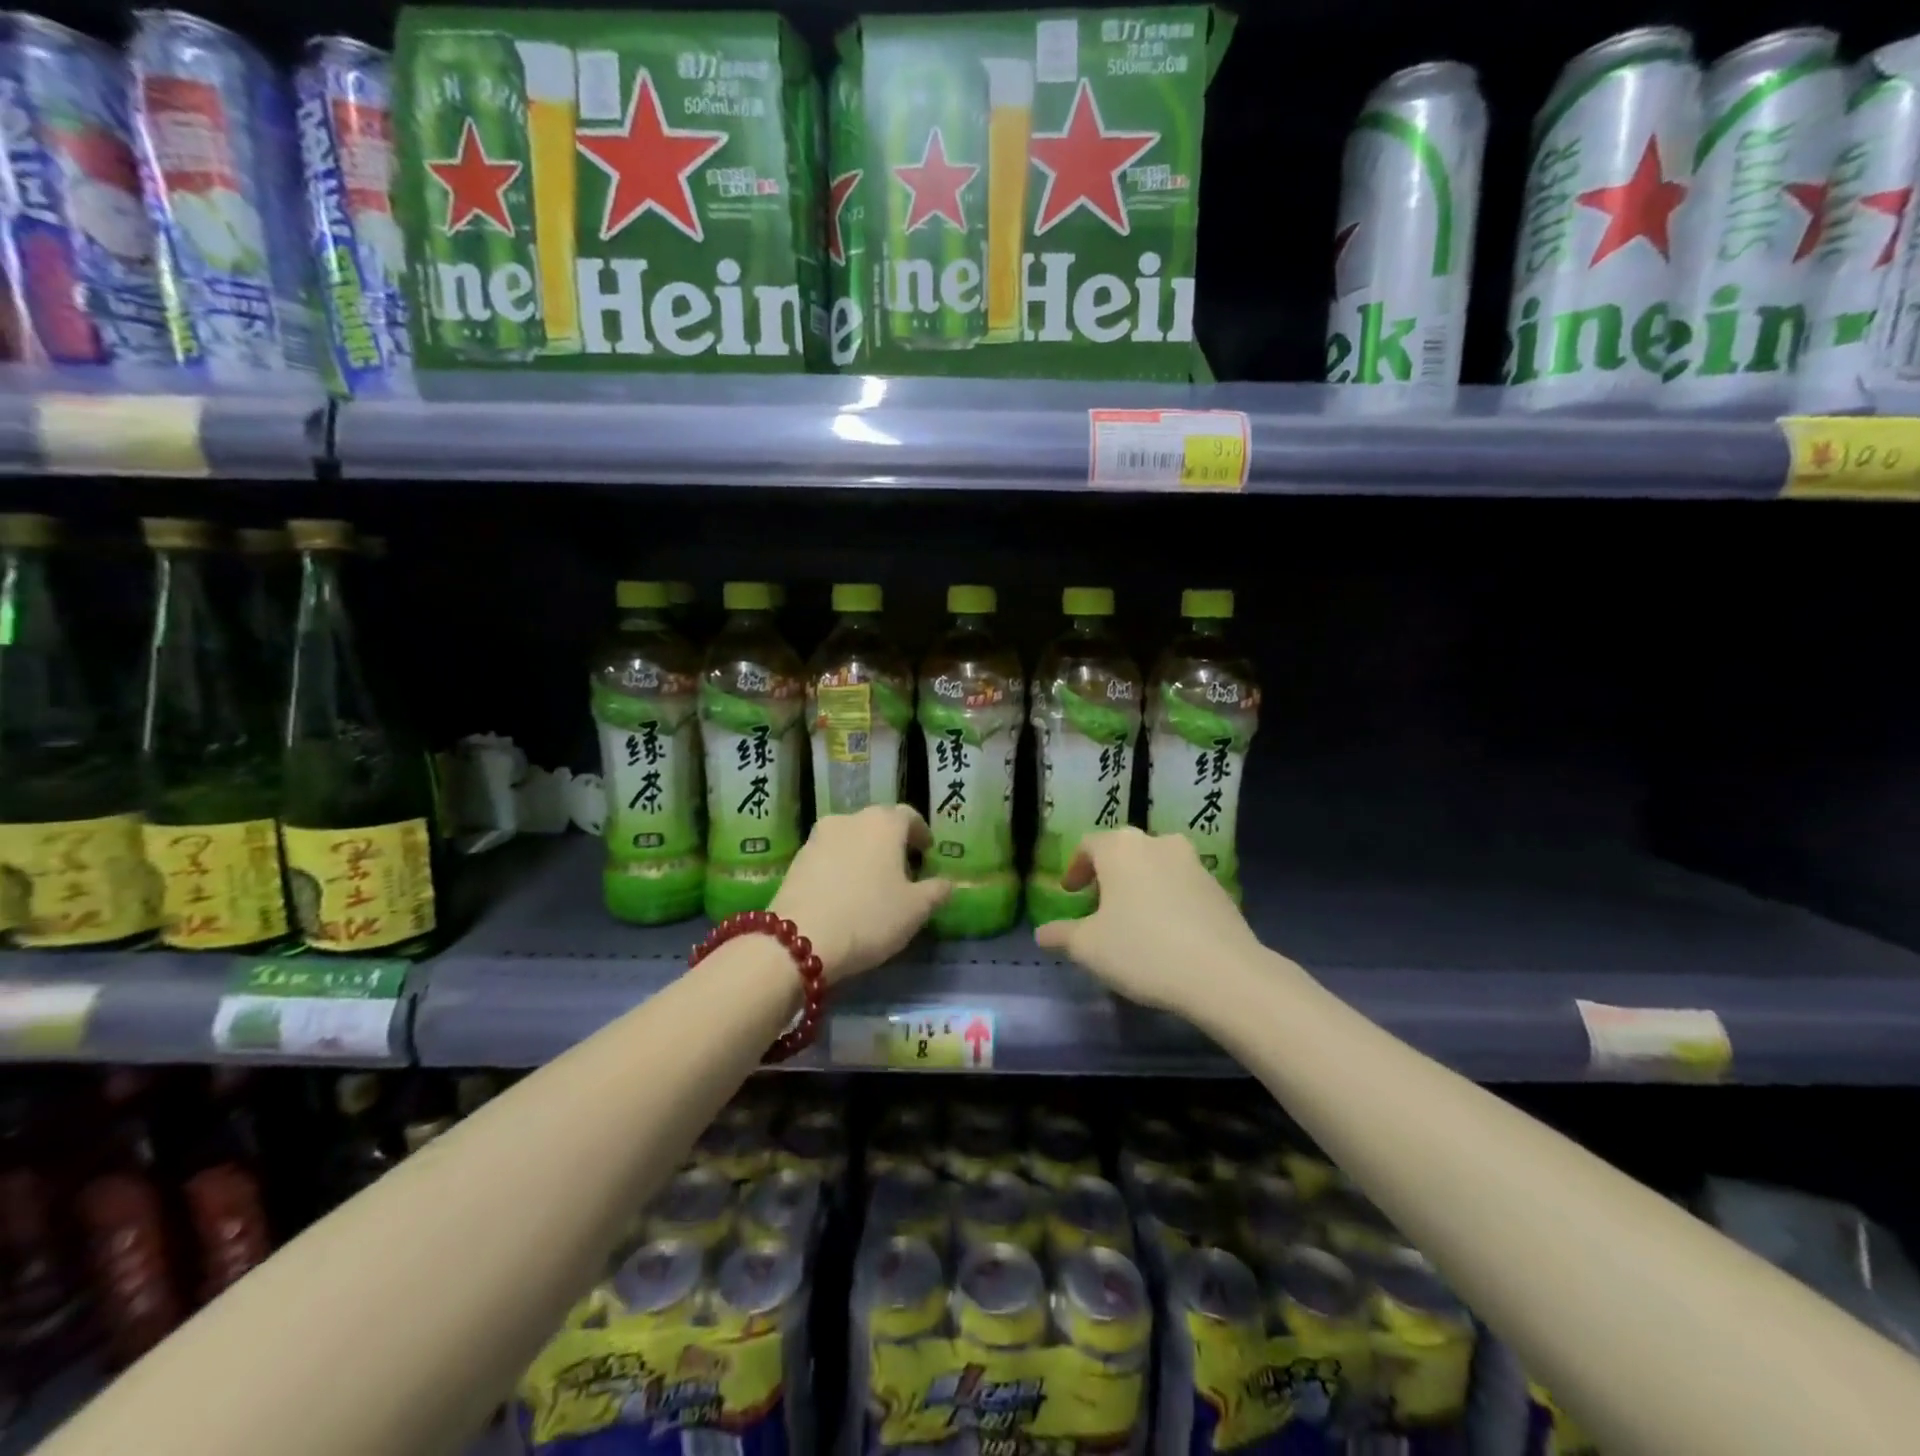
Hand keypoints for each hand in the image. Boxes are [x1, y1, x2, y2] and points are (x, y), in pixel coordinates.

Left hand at [772, 805, 950, 983]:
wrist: (799, 939)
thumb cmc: (869, 917)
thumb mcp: (915, 910)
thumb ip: (936, 891)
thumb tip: (947, 883)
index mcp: (884, 823)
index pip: (909, 816)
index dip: (921, 833)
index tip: (927, 852)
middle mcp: (850, 819)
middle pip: (878, 824)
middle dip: (892, 843)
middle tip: (902, 870)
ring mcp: (818, 837)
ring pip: (851, 838)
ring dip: (864, 854)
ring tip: (871, 883)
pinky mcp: (797, 859)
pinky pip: (828, 856)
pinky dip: (840, 867)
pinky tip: (844, 893)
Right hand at [1033, 827, 1261, 1014]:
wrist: (1223, 973)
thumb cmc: (1142, 950)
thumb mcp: (1089, 947)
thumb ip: (1062, 935)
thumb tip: (1042, 933)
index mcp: (1121, 847)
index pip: (1088, 845)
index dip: (1075, 869)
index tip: (1070, 894)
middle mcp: (1157, 843)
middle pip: (1124, 852)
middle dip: (1108, 876)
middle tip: (1098, 906)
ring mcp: (1193, 862)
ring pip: (1155, 866)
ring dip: (1139, 886)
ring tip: (1133, 920)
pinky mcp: (1218, 887)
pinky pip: (1181, 885)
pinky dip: (1167, 899)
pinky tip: (1166, 932)